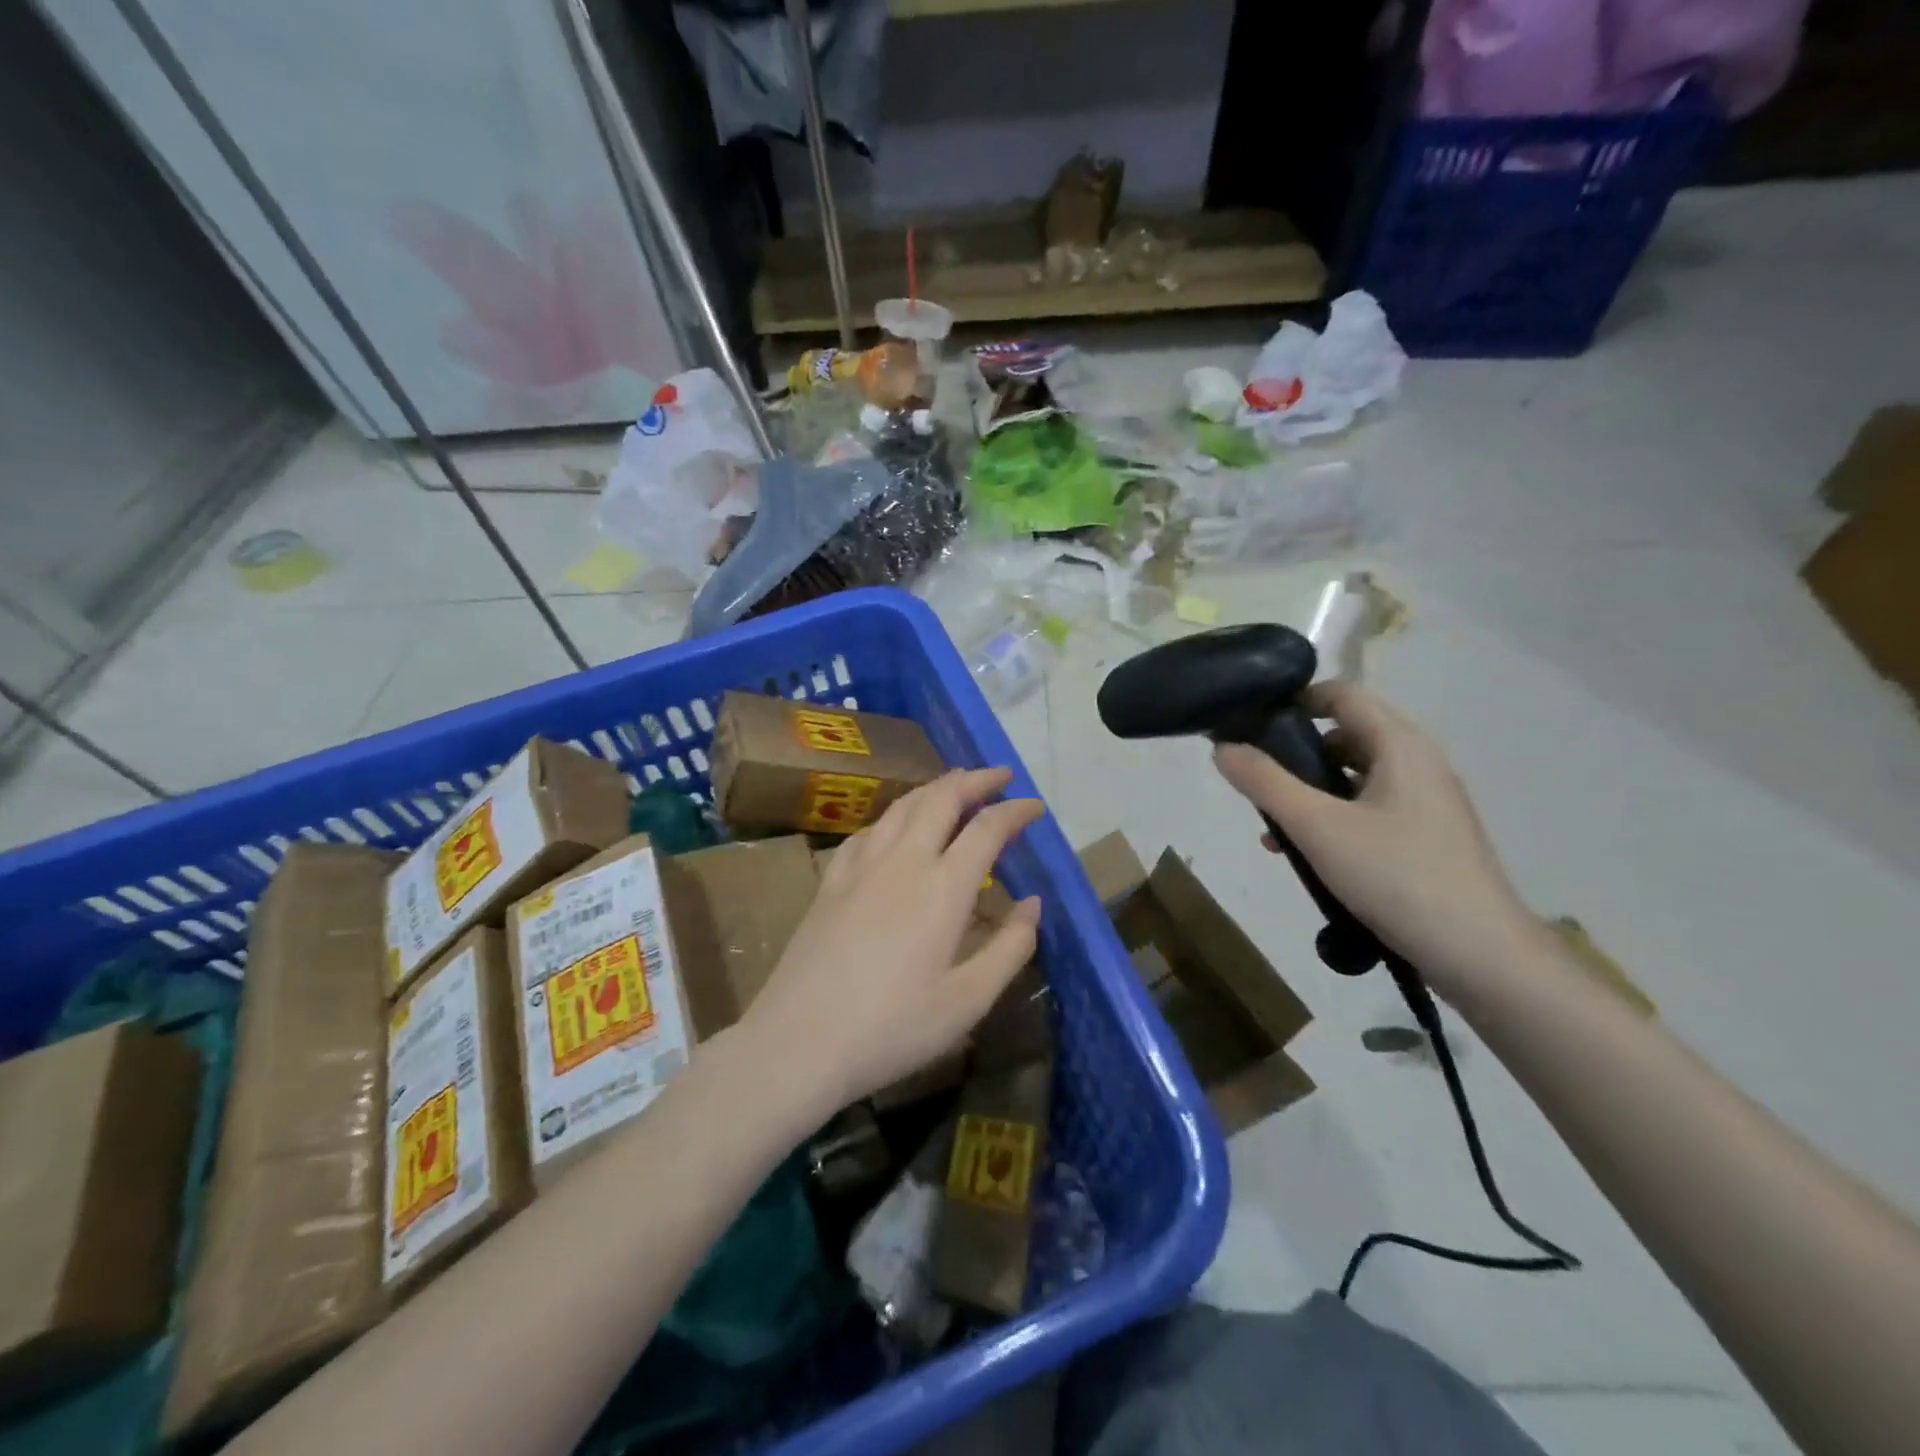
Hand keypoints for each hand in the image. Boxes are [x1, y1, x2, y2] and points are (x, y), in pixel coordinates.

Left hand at [738, 768, 1043, 1119]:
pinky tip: (894, 827)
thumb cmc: (892, 1029)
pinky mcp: (830, 881)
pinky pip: (867, 830)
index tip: (1036, 807)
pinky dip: (893, 816)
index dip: (1016, 811)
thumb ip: (1010, 948)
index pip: (987, 828)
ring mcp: (860, 866)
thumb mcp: (967, 1001)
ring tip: (953, 785)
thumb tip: (1033, 904)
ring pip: (902, 806)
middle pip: (941, 798)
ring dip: (934, 788)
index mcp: (943, 888)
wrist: (799, 1042)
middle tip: (999, 776)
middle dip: (974, 780)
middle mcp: (903, 861)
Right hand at [1213, 684, 1541, 997]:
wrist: (1480, 955)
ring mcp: (1427, 802)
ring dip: (1311, 792)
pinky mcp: (1428, 836)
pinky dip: (1335, 818)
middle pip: (1346, 736)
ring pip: (1354, 777)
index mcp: (1400, 745)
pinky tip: (1311, 857)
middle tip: (1258, 784)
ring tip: (1275, 829)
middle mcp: (1419, 763)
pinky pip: (1370, 809)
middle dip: (1295, 754)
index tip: (1252, 723)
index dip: (1295, 700)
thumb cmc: (1396, 876)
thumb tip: (1222, 747)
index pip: (1342, 695)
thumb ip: (1265, 783)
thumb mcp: (1317, 827)